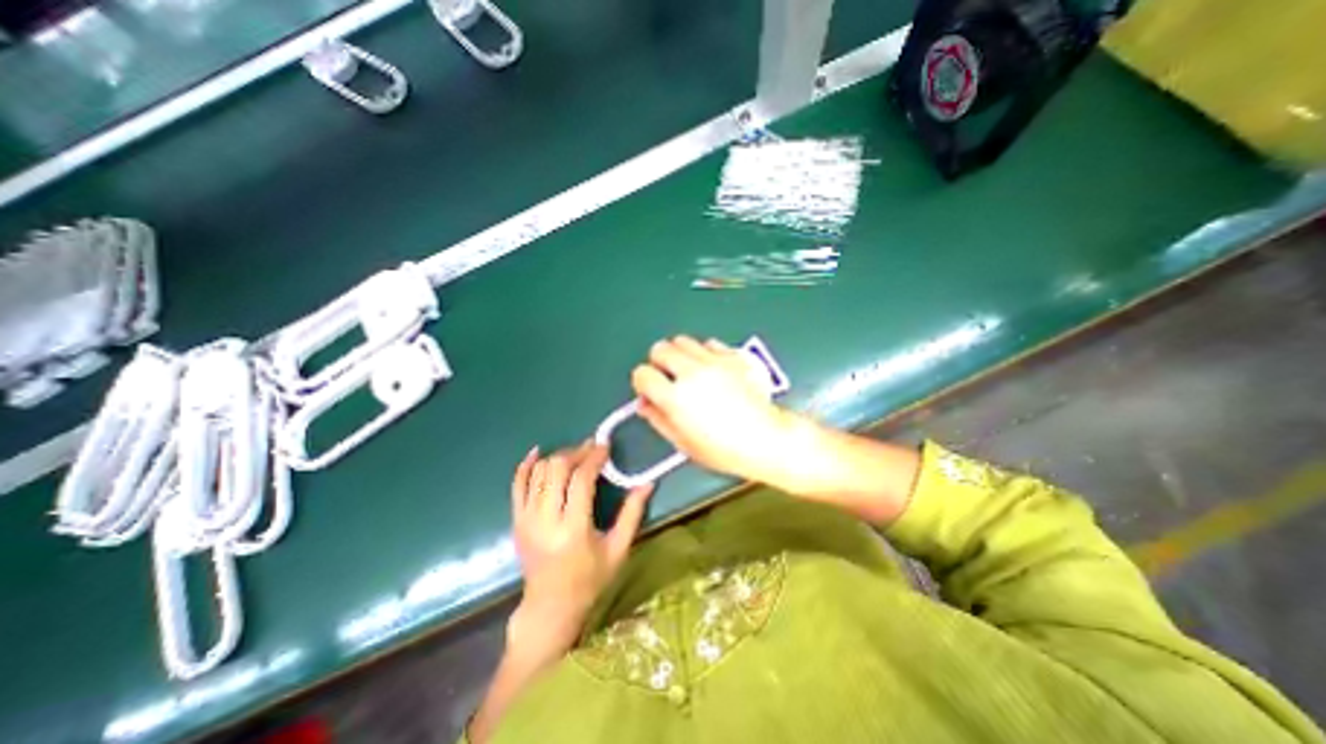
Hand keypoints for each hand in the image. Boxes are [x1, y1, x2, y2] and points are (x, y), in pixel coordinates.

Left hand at [508, 441, 650, 643]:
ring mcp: (526, 519)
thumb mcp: (618, 549)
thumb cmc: (590, 580)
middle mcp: (545, 520)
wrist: (550, 606)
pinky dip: (526, 465)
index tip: (605, 447)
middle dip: (576, 452)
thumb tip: (648, 482)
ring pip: (539, 472)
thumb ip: (633, 513)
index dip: (593, 458)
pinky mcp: (516, 520)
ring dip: (558, 457)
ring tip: (576, 454)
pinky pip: (517, 484)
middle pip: (557, 469)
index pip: (580, 479)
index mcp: (573, 529)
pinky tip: (538, 452)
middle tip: (592, 448)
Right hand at [631, 338, 795, 486]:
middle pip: (660, 348)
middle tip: (667, 377)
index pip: (643, 374)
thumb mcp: (683, 443)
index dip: (642, 382)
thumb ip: (658, 419)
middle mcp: (692, 373)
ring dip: (679, 353)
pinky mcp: (732, 356)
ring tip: (688, 370)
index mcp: (676, 397)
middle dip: (658, 362)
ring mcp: (714, 361)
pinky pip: (709, 343)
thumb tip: (644, 404)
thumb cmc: (724, 449)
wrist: (765, 438)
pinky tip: (711, 368)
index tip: (649, 390)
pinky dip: (704, 352)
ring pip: (682, 340)